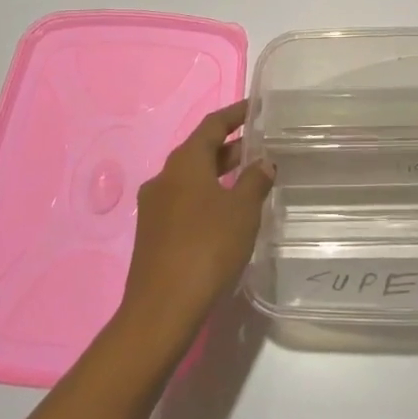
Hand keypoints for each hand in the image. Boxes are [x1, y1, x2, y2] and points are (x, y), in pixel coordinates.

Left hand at [118, 100, 272, 350]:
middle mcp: (164, 177)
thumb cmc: (207, 248)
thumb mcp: (242, 211)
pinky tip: (226, 213)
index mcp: (184, 163)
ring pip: (191, 178)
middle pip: (199, 151)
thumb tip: (264, 162)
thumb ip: (255, 181)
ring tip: (249, 178)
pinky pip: (184, 202)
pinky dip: (207, 196)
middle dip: (230, 147)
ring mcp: (154, 207)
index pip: (212, 125)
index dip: (235, 114)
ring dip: (218, 173)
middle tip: (260, 146)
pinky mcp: (153, 234)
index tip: (255, 108)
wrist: (161, 310)